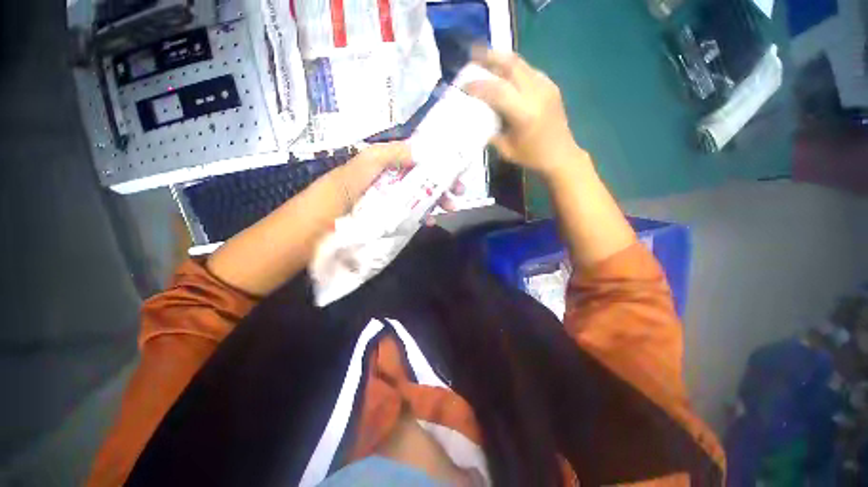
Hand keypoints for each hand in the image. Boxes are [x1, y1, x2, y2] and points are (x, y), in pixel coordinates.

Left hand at [335, 142, 464, 222]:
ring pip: (421, 197)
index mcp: (388, 163)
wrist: (323, 221)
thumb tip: (422, 152)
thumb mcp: (368, 161)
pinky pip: (412, 215)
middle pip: (424, 179)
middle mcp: (392, 180)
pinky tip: (431, 220)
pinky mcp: (391, 218)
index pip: (419, 159)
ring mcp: (393, 200)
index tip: (455, 168)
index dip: (437, 162)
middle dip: (443, 183)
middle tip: (459, 191)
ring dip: (438, 200)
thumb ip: (392, 153)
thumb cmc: (346, 187)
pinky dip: (424, 217)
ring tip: (451, 207)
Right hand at [464, 49, 581, 178]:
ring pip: (521, 63)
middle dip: (490, 57)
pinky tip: (506, 74)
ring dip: (502, 59)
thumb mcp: (506, 149)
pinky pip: (529, 70)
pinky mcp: (551, 86)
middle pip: (511, 65)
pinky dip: (514, 69)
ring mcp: (546, 87)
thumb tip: (478, 117)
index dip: (478, 85)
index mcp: (524, 113)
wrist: (561, 155)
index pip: (497, 90)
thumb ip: (492, 131)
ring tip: (487, 59)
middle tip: (473, 55)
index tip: (464, 85)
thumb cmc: (531, 157)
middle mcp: (536, 94)